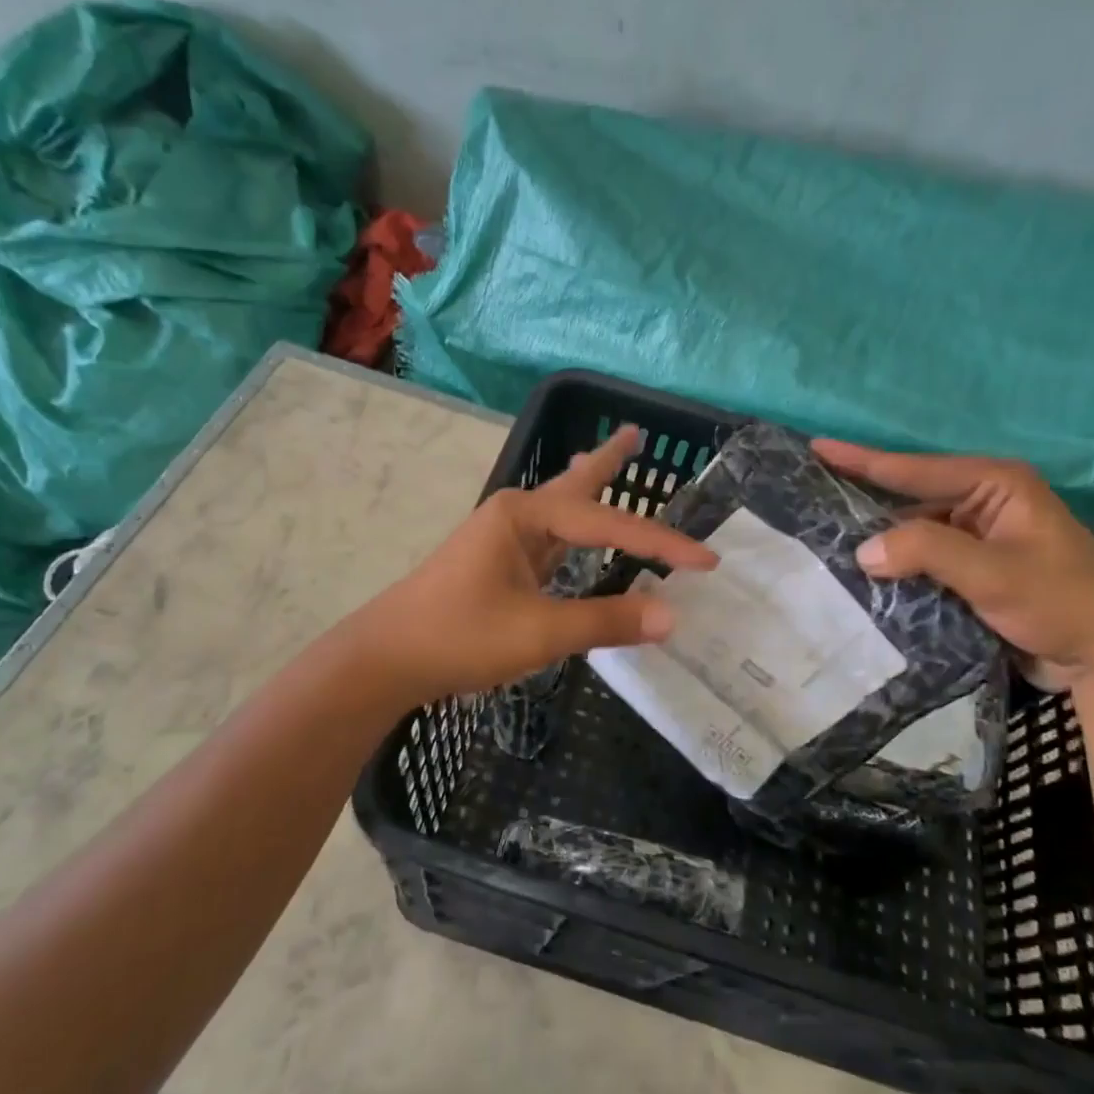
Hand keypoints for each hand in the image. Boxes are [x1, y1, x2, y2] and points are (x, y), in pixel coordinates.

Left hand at [365, 426, 718, 703]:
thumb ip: (604, 621)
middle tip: (636, 433)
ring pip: (561, 511)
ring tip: (610, 461)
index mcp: (524, 515)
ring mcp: (503, 540)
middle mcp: (515, 516)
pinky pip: (550, 540)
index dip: (661, 543)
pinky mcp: (498, 566)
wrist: (386, 660)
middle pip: (575, 484)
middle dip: (608, 461)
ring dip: (589, 488)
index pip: (608, 525)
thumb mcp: (538, 631)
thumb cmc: (459, 636)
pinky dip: (574, 532)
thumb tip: (671, 617)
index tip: (708, 561)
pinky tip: (578, 534)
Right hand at [812, 440, 1093, 689]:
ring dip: (879, 542)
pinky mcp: (974, 570)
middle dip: (863, 503)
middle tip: (810, 499)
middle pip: (909, 498)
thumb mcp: (993, 571)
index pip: (914, 469)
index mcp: (994, 484)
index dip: (862, 460)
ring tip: (824, 541)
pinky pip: (924, 560)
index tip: (815, 447)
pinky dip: (897, 567)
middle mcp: (982, 503)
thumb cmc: (1061, 600)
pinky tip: (862, 575)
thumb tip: (862, 551)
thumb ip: (926, 552)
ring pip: (913, 533)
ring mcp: (978, 538)